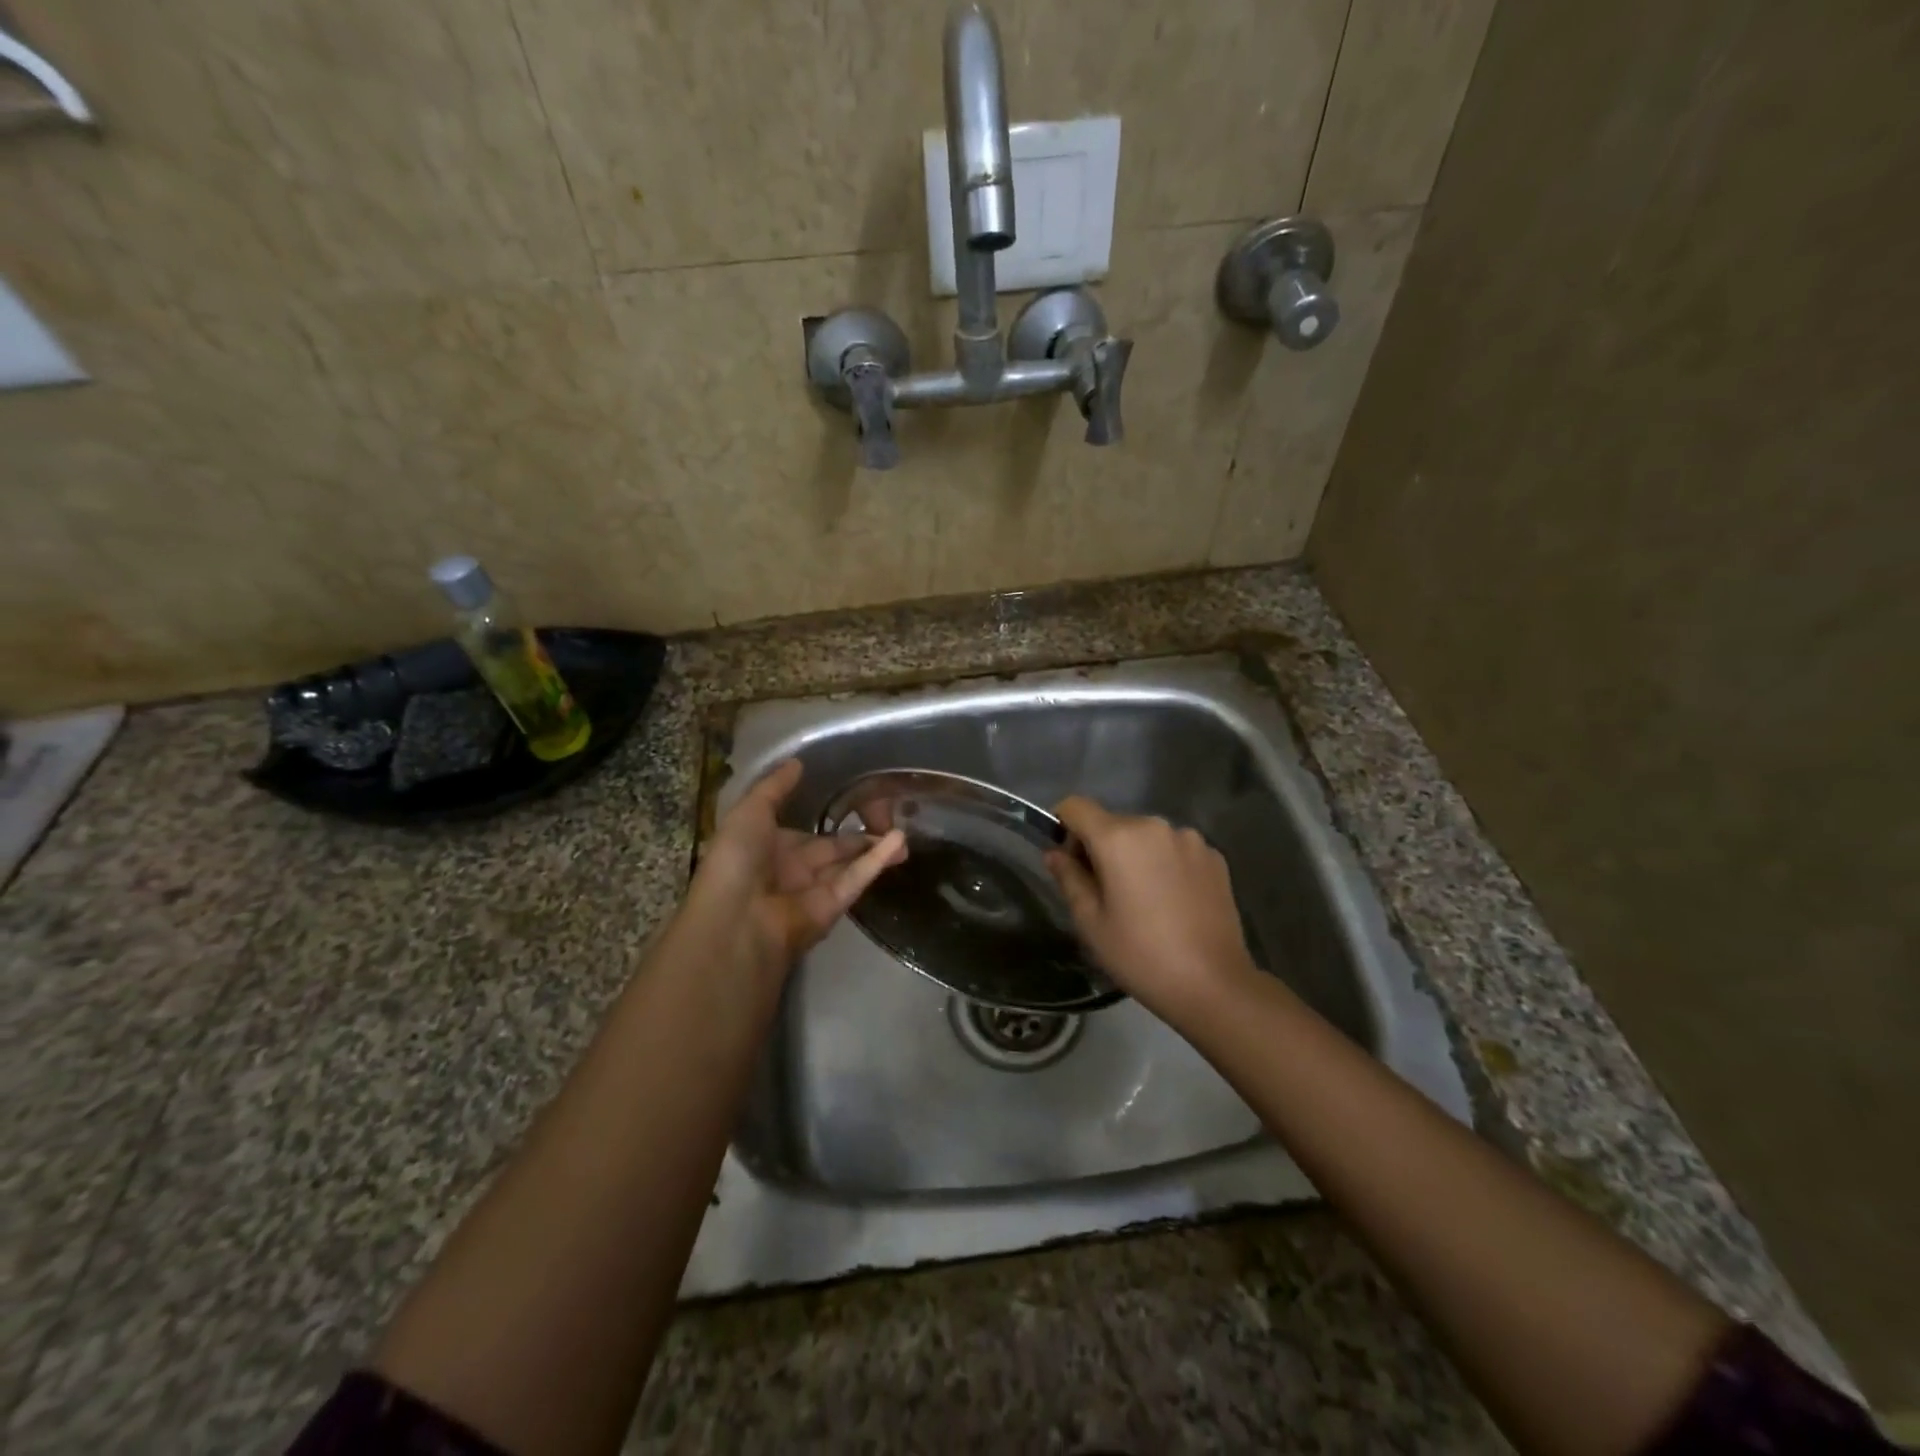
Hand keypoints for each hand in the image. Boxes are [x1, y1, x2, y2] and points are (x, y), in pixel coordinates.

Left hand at [682, 759, 906, 978]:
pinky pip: (855, 879)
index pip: (802, 831)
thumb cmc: (736, 859)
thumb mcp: (749, 812)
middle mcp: (790, 868)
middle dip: (857, 835)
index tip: (852, 799)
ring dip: (873, 847)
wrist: (737, 920)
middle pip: (830, 848)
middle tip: (887, 816)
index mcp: (766, 847)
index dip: (823, 817)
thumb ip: (774, 787)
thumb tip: (797, 762)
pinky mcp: (832, 907)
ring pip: (848, 864)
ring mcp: (812, 890)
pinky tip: (898, 841)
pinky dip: (876, 861)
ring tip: (904, 831)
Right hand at [1045, 798, 1260, 1027]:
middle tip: (1104, 893)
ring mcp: (1190, 839)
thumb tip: (1055, 853)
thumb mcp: (1090, 922)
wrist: (1214, 984)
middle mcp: (1155, 825)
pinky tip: (1173, 903)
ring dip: (1136, 856)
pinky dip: (1166, 865)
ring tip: (1144, 900)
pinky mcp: (1215, 857)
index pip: (1076, 806)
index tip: (1068, 861)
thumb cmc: (1140, 954)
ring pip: (1146, 837)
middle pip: (1113, 822)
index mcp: (1118, 837)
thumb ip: (1068, 877)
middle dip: (1101, 848)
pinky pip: (1175, 849)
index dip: (1063, 826)